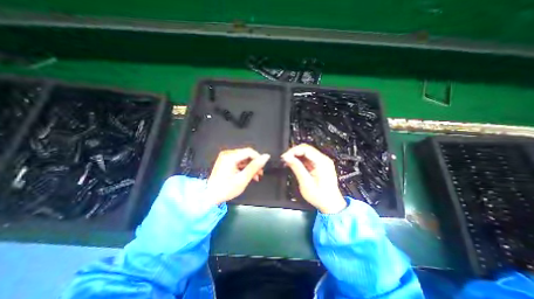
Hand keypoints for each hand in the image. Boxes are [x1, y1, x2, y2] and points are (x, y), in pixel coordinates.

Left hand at [205, 148, 269, 205]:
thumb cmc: (226, 189)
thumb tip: (266, 157)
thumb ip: (255, 166)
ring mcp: (226, 157)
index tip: (263, 167)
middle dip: (255, 163)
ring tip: (255, 176)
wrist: (209, 196)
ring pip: (244, 158)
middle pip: (246, 154)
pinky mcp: (225, 161)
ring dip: (251, 166)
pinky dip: (245, 167)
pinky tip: (248, 175)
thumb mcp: (243, 179)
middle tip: (260, 174)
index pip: (249, 151)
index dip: (258, 158)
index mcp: (230, 157)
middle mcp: (227, 154)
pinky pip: (239, 161)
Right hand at [280, 144, 345, 213]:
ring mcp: (322, 162)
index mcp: (322, 162)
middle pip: (306, 149)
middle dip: (294, 152)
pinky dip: (299, 160)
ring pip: (306, 153)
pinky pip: (308, 158)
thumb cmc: (320, 196)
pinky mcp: (320, 165)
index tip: (284, 157)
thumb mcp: (306, 183)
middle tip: (285, 159)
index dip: (293, 151)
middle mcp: (323, 159)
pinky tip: (293, 164)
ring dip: (296, 156)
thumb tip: (287, 157)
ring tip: (287, 162)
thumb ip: (297, 168)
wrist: (331, 204)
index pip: (305, 149)